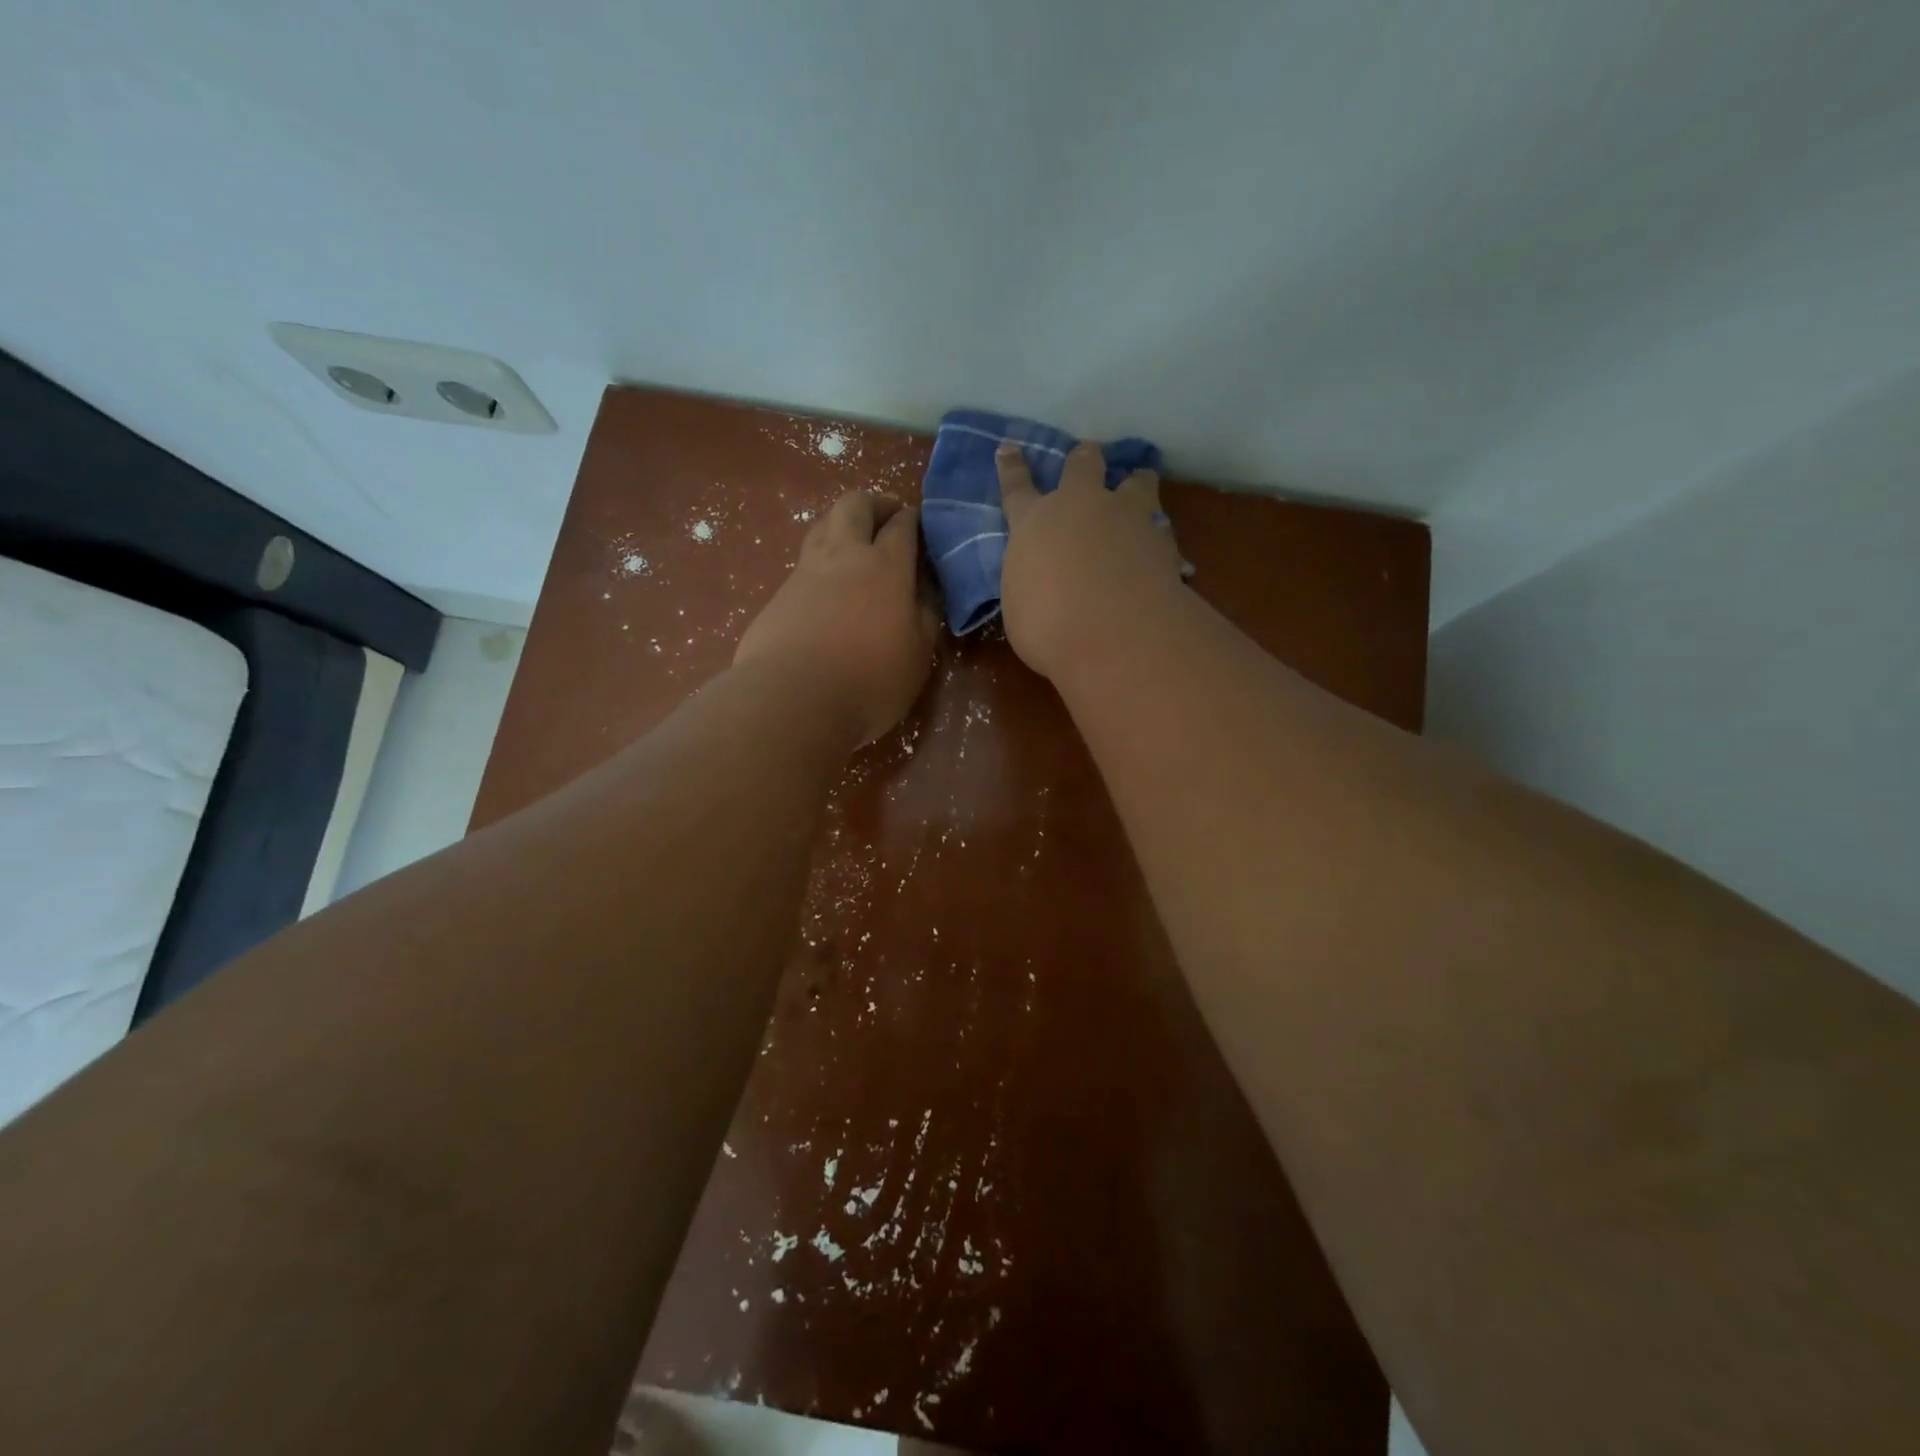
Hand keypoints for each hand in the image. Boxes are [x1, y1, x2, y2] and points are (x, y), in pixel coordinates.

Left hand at [735, 491, 937, 743]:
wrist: (791, 699)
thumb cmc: (870, 680)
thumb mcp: (918, 654)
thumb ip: (925, 615)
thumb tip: (926, 589)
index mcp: (886, 566)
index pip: (903, 525)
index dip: (913, 520)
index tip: (920, 527)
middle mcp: (844, 556)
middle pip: (855, 505)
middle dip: (874, 504)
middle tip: (887, 518)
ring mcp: (805, 573)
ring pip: (822, 526)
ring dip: (842, 524)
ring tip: (855, 544)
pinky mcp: (778, 596)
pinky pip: (803, 563)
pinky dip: (821, 561)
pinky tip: (827, 588)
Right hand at [996, 441, 1184, 681]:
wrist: (1116, 634)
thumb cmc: (1048, 627)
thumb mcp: (1021, 607)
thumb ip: (1032, 582)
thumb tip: (1044, 582)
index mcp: (1034, 523)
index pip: (1017, 487)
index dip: (1012, 467)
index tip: (1010, 447)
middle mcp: (1080, 506)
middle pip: (1083, 464)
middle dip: (1084, 460)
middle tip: (1088, 460)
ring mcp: (1127, 516)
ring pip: (1137, 481)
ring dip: (1135, 483)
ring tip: (1139, 487)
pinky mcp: (1163, 538)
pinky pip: (1162, 527)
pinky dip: (1159, 536)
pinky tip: (1162, 550)